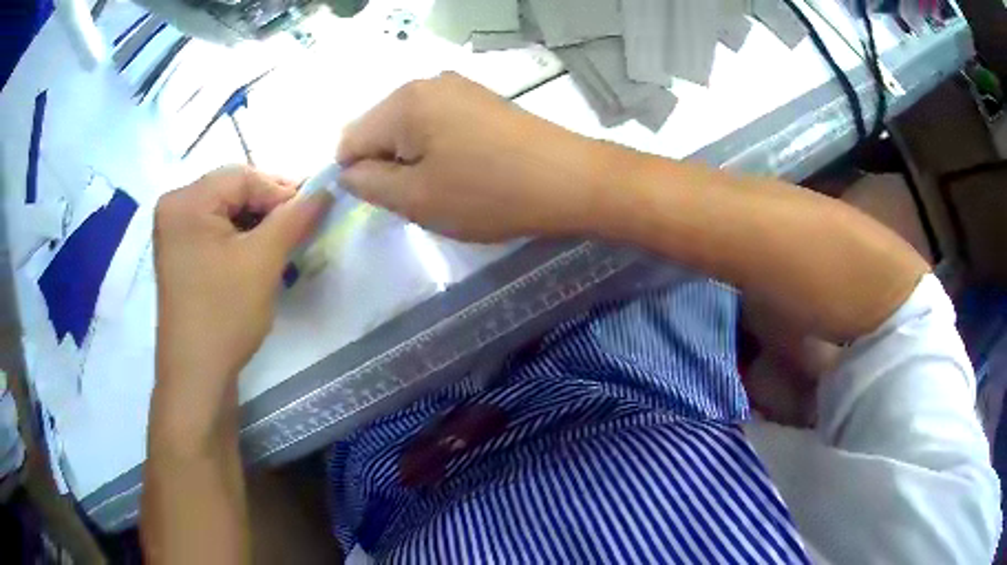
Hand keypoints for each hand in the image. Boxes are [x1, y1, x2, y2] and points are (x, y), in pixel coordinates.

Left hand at [152, 165, 330, 447]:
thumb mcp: (263, 261)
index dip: (281, 190)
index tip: (313, 211)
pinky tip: (258, 255)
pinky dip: (241, 238)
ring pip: (226, 211)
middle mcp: (174, 207)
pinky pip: (216, 230)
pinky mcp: (180, 254)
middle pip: (232, 190)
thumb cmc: (224, 314)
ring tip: (283, 243)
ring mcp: (174, 232)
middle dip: (269, 207)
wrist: (197, 375)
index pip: (242, 176)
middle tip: (300, 227)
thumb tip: (325, 190)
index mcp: (186, 201)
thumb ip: (295, 217)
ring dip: (257, 223)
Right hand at [338, 72, 607, 241]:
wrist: (571, 180)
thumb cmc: (489, 193)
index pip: (350, 141)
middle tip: (423, 195)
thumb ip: (368, 184)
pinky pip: (438, 123)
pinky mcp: (481, 99)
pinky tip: (467, 168)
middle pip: (379, 129)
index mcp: (403, 102)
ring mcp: (458, 87)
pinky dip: (438, 149)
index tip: (391, 201)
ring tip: (449, 184)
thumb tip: (349, 170)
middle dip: (389, 165)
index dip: (359, 176)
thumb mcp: (417, 199)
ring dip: (414, 160)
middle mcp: (427, 83)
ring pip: (409, 128)